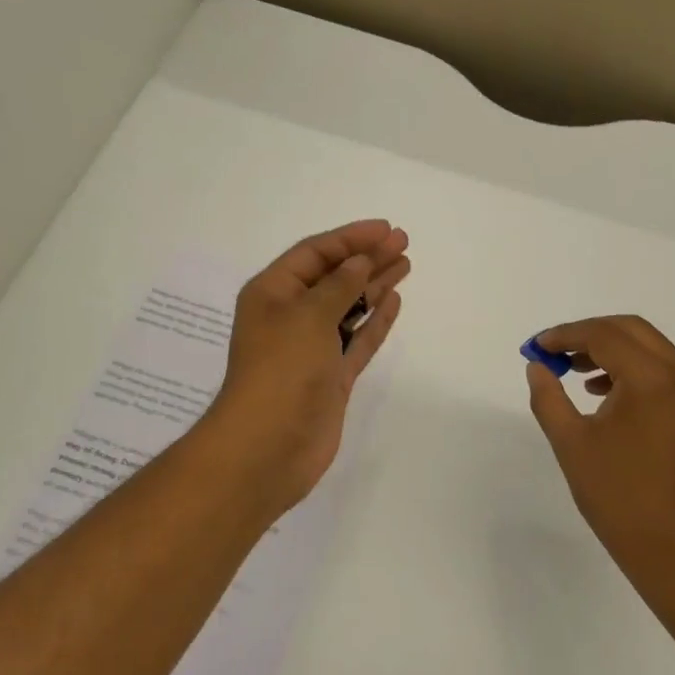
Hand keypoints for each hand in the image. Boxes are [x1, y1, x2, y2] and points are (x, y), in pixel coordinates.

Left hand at [200, 220, 409, 514]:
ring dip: (374, 285)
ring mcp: (313, 349)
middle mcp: (291, 316)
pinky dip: (375, 322)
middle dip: (367, 258)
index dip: (350, 238)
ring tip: (405, 264)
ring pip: (349, 307)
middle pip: (334, 278)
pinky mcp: (331, 377)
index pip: (314, 254)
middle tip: (403, 242)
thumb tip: (359, 263)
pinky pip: (357, 340)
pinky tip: (394, 301)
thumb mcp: (308, 315)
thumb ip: (339, 285)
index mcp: (272, 293)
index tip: (386, 229)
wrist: (269, 446)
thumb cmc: (282, 370)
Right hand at [525, 316, 674, 597]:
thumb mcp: (571, 444)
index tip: (536, 347)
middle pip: (630, 330)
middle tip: (553, 351)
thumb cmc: (619, 497)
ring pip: (647, 347)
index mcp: (652, 380)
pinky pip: (659, 370)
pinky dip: (628, 367)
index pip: (604, 336)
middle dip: (588, 333)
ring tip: (570, 369)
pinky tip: (599, 390)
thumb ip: (548, 397)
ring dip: (608, 348)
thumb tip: (538, 366)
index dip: (565, 335)